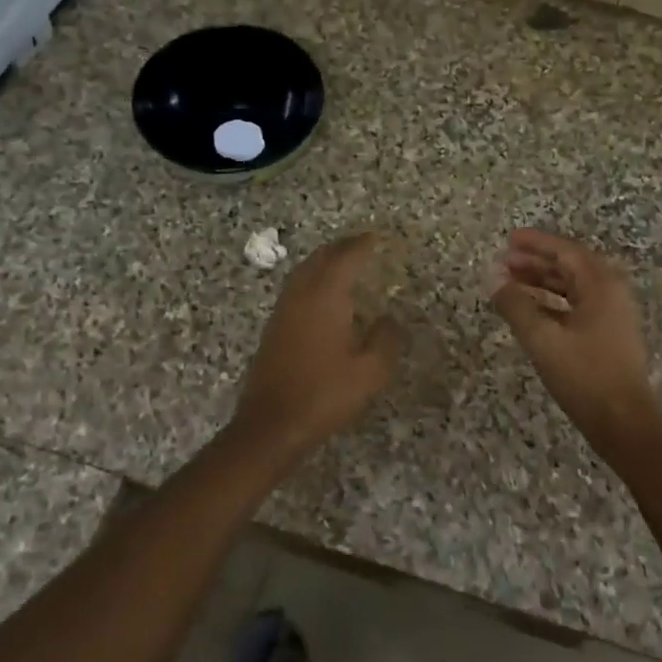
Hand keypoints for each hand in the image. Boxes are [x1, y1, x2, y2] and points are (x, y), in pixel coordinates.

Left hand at [233, 233, 405, 456]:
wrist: (272, 424)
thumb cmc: (325, 394)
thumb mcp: (370, 371)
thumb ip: (385, 339)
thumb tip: (389, 319)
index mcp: (325, 297)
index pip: (345, 258)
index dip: (362, 245)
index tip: (377, 238)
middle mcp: (301, 295)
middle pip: (320, 258)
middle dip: (341, 248)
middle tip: (361, 245)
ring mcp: (283, 311)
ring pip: (303, 272)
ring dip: (323, 261)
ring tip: (343, 263)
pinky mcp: (273, 329)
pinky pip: (295, 289)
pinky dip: (312, 280)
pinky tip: (322, 296)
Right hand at [491, 229, 661, 448]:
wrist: (624, 421)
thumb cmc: (584, 376)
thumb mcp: (543, 340)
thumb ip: (516, 306)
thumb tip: (494, 280)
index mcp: (601, 285)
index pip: (566, 251)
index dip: (536, 243)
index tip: (509, 240)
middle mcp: (611, 293)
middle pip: (571, 266)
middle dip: (537, 262)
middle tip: (505, 262)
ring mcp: (613, 315)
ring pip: (574, 287)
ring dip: (543, 282)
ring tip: (512, 283)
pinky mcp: (610, 335)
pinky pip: (578, 306)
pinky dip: (553, 303)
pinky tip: (532, 311)